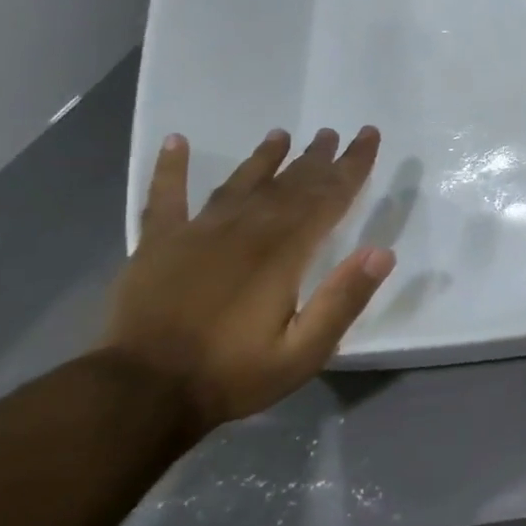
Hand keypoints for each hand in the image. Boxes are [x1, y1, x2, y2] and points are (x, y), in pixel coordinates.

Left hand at [102, 126, 395, 433]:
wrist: (142, 392)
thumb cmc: (232, 373)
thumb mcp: (304, 351)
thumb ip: (343, 300)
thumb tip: (383, 252)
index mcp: (282, 252)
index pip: (327, 198)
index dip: (352, 166)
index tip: (368, 136)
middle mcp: (244, 230)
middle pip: (289, 185)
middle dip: (317, 158)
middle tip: (334, 133)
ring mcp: (197, 233)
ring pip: (240, 183)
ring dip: (264, 157)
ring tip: (281, 135)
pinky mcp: (158, 244)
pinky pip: (165, 197)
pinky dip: (170, 168)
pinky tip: (176, 141)